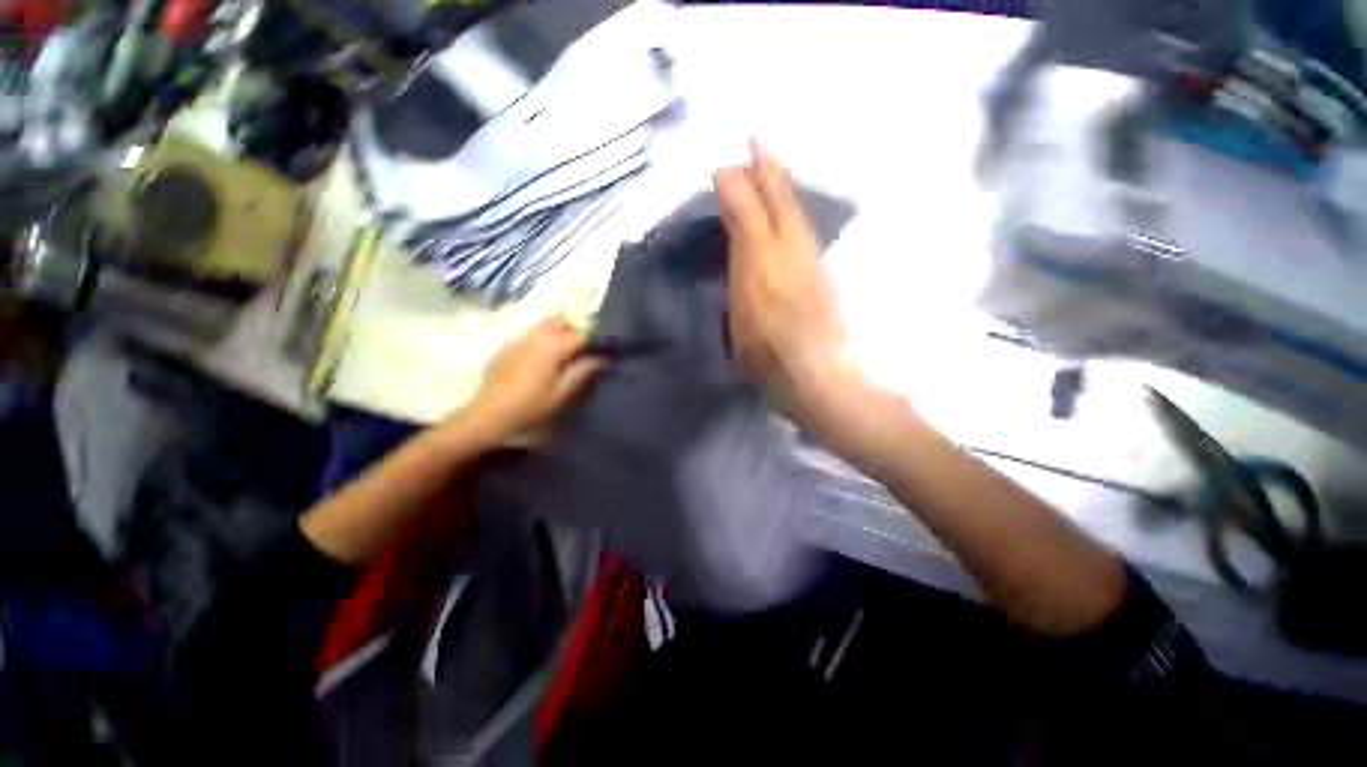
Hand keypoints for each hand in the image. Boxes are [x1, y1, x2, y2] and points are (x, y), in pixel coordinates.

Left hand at [462, 317, 605, 443]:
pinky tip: (542, 355)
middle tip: (583, 346)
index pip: (580, 333)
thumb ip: (583, 371)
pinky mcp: (507, 346)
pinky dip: (542, 337)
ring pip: (544, 324)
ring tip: (565, 349)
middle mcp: (536, 336)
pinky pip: (529, 333)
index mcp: (552, 347)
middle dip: (575, 328)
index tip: (602, 347)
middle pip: (561, 320)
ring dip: (558, 330)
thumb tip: (602, 358)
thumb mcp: (561, 392)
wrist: (489, 414)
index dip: (594, 338)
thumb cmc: (530, 405)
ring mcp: (518, 338)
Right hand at [717, 142, 921, 474]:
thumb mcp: (741, 325)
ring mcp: (811, 263)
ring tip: (771, 165)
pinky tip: (789, 212)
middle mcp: (791, 254)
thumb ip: (739, 282)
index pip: (749, 213)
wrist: (823, 381)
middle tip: (755, 141)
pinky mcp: (823, 276)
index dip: (736, 188)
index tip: (723, 168)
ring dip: (782, 185)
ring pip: (796, 212)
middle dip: (766, 169)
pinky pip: (804, 231)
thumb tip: (738, 250)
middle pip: (780, 202)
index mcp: (764, 265)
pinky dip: (794, 212)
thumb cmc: (771, 362)